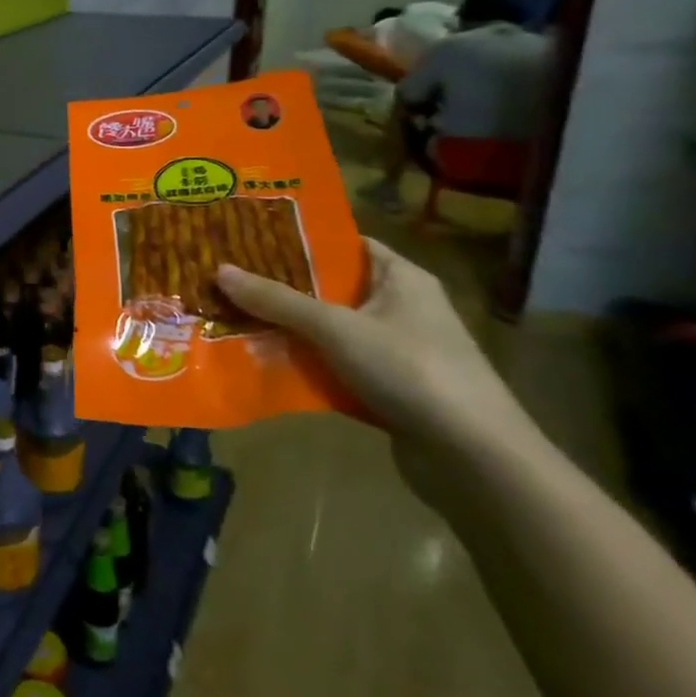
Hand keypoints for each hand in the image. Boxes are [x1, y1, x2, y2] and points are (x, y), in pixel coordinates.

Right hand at [214, 239, 538, 473]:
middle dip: (281, 286)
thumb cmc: (411, 370)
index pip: (345, 243)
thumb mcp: (336, 328)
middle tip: (229, 277)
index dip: (300, 238)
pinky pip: (335, 365)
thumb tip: (220, 269)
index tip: (250, 236)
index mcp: (401, 278)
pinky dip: (305, 364)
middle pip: (330, 287)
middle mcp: (401, 307)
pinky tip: (262, 362)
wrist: (475, 459)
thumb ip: (277, 300)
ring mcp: (396, 350)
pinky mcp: (389, 388)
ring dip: (288, 328)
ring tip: (232, 316)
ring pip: (329, 329)